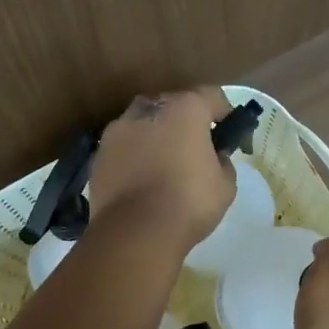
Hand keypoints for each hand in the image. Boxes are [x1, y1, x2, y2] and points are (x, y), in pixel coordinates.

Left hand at [88, 87, 235, 251]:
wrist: (135, 232)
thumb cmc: (189, 203)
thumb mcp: (225, 185)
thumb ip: (223, 162)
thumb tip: (215, 157)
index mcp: (185, 109)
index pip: (212, 96)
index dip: (224, 112)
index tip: (229, 132)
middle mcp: (148, 110)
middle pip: (172, 105)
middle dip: (185, 120)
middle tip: (194, 146)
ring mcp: (118, 130)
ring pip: (142, 123)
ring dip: (154, 135)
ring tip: (163, 162)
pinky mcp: (99, 154)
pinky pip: (123, 147)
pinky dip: (134, 155)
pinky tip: (141, 179)